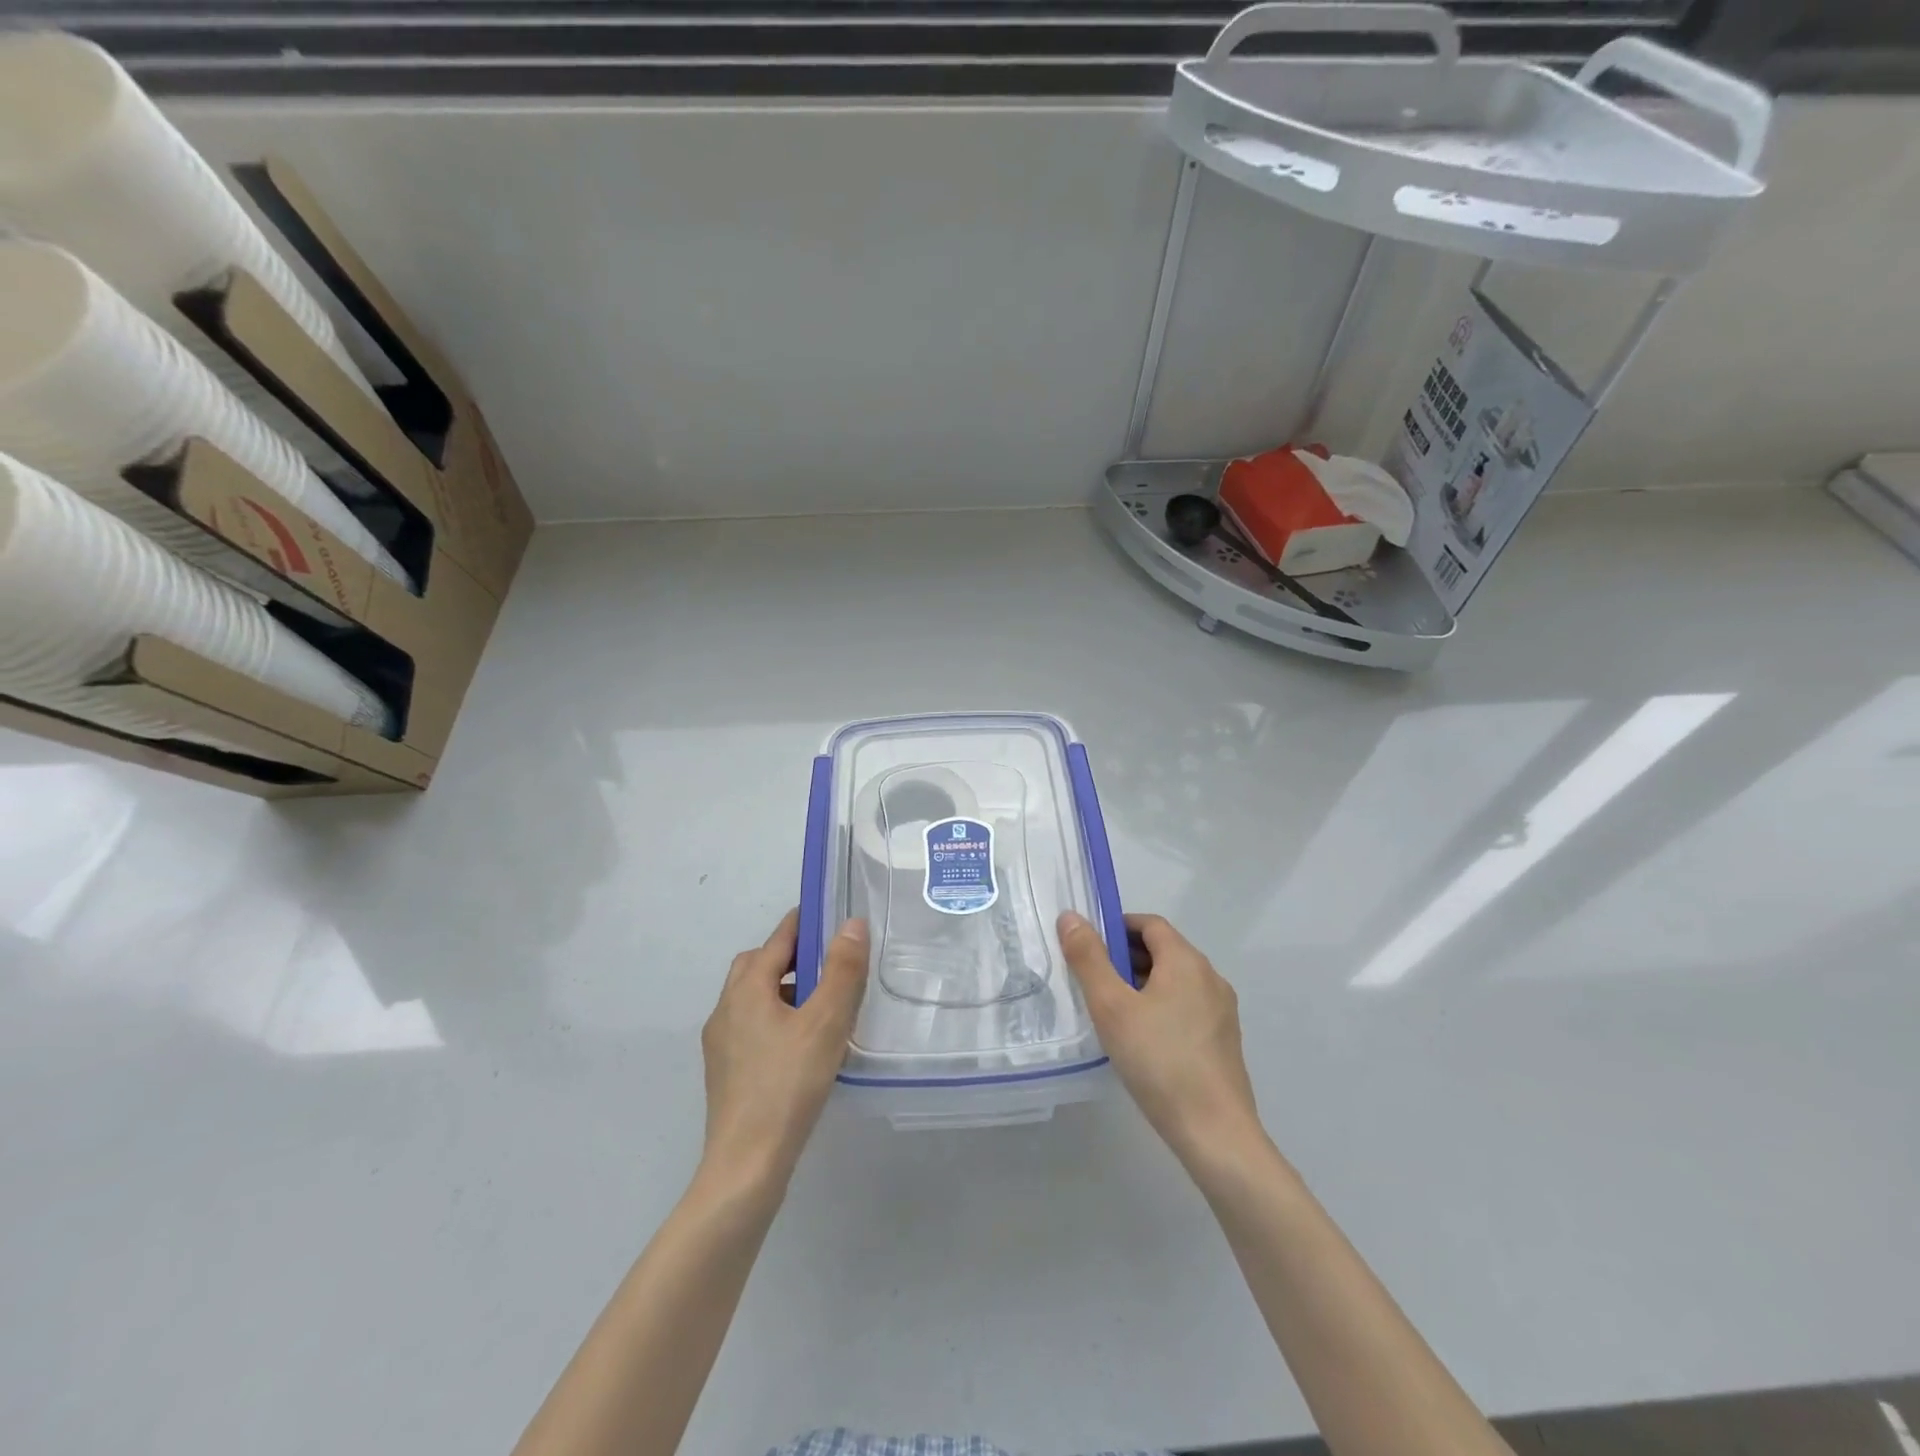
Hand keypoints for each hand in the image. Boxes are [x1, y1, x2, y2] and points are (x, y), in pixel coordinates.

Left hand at [700, 910, 867, 1188]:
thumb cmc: (788, 1086)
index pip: (777, 939)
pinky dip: (776, 1018)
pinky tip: (802, 1044)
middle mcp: (726, 1008)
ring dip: (783, 989)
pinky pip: (751, 1026)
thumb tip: (851, 923)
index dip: (805, 923)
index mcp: (746, 990)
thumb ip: (841, 970)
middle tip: (828, 964)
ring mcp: (720, 1043)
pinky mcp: (725, 1071)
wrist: (746, 1166)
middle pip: (757, 964)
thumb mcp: (826, 1023)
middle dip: (791, 955)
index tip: (832, 915)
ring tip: (822, 1005)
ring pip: (753, 997)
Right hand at [1058, 911, 1265, 1172]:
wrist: (1215, 1133)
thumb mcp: (1111, 1007)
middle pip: (1163, 951)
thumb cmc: (1158, 1060)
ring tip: (1111, 1012)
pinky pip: (1186, 1007)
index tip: (1087, 948)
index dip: (1116, 927)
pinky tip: (1141, 1040)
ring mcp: (1221, 1011)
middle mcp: (1210, 977)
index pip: (1149, 924)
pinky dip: (1160, 1008)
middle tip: (1091, 981)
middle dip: (1125, 957)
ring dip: (1142, 984)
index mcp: (1186, 961)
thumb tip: (1070, 917)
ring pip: (1175, 981)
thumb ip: (1088, 959)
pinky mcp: (1224, 1041)